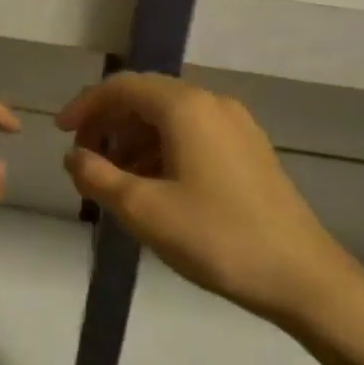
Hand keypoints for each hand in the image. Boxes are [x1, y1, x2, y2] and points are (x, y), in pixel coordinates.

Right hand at [57, 74, 363, 329]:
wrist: (303, 277)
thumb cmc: (216, 237)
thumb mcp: (143, 210)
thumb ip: (97, 177)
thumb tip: (73, 156)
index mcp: (185, 107)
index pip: (122, 87)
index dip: (85, 106)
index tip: (60, 134)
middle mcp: (212, 103)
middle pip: (145, 97)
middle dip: (108, 124)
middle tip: (85, 160)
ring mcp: (236, 125)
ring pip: (169, 118)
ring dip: (134, 140)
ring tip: (115, 181)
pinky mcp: (249, 150)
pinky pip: (192, 134)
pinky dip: (162, 150)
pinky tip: (153, 186)